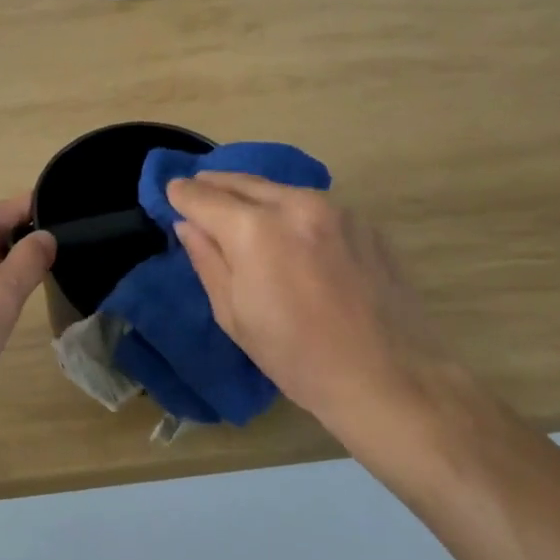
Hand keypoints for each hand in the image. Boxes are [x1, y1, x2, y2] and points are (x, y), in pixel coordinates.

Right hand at [167, 172, 454, 428]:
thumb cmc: (297, 358)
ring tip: (239, 207)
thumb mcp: (235, 316)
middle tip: (197, 189)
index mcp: (254, 230)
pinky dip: (290, 209)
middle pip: (242, 181)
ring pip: (279, 189)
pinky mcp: (363, 222)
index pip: (203, 197)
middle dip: (214, 184)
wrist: (389, 377)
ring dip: (253, 194)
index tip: (171, 193)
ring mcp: (335, 209)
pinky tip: (288, 231)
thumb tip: (188, 225)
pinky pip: (313, 205)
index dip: (182, 194)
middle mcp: (294, 204)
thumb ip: (207, 261)